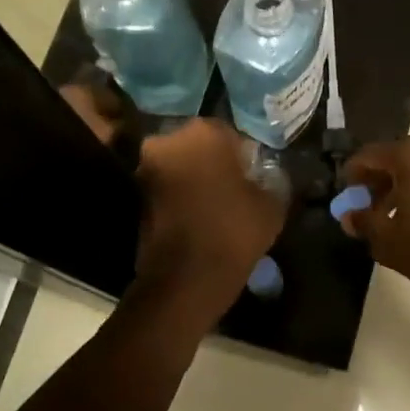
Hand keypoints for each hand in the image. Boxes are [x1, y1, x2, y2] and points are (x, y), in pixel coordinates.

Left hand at [135, 119, 287, 314]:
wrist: (186, 278)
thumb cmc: (234, 231)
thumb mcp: (272, 204)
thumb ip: (271, 179)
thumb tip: (267, 174)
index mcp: (203, 132)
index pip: (230, 134)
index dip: (244, 155)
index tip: (253, 175)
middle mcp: (169, 141)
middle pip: (199, 146)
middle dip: (214, 161)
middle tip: (234, 187)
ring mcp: (147, 168)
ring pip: (180, 165)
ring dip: (195, 178)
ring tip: (217, 204)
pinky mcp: (137, 196)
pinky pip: (167, 187)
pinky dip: (181, 196)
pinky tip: (200, 216)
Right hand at [342, 132, 409, 312]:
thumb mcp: (389, 241)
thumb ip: (364, 222)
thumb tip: (350, 216)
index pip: (369, 155)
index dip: (353, 176)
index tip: (348, 197)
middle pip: (397, 156)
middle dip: (380, 180)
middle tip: (370, 207)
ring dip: (404, 184)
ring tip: (395, 215)